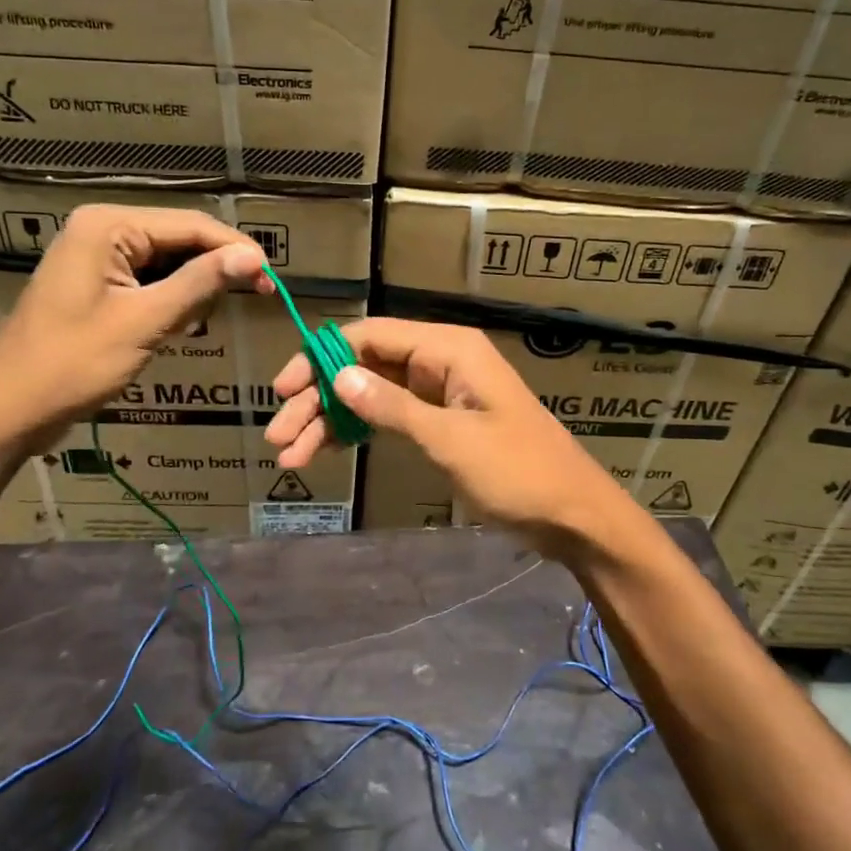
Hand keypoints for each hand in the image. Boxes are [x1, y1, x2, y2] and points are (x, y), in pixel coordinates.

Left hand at [0, 205, 269, 450]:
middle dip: (216, 268)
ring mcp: (97, 256)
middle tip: (256, 297)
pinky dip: (172, 299)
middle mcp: (102, 230)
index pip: (191, 225)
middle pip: (180, 239)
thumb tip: (254, 256)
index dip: (236, 249)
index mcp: (108, 226)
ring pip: (168, 261)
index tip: (272, 280)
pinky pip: (149, 280)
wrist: (9, 409)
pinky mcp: (97, 283)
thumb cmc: (73, 363)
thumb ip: (200, 283)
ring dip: (195, 287)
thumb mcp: (145, 321)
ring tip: (216, 314)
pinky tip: (184, 323)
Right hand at [265, 317, 644, 555]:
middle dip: (319, 398)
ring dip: (331, 422)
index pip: (370, 336)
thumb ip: (393, 407)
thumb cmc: (517, 471)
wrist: (571, 514)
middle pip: (364, 367)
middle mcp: (439, 362)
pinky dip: (358, 433)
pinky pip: (388, 417)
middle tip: (278, 435)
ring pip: (370, 395)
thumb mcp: (450, 439)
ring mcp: (439, 393)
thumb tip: (338, 375)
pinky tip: (323, 454)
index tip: (285, 389)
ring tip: (289, 456)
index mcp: (447, 349)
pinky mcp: (440, 422)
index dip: (321, 357)